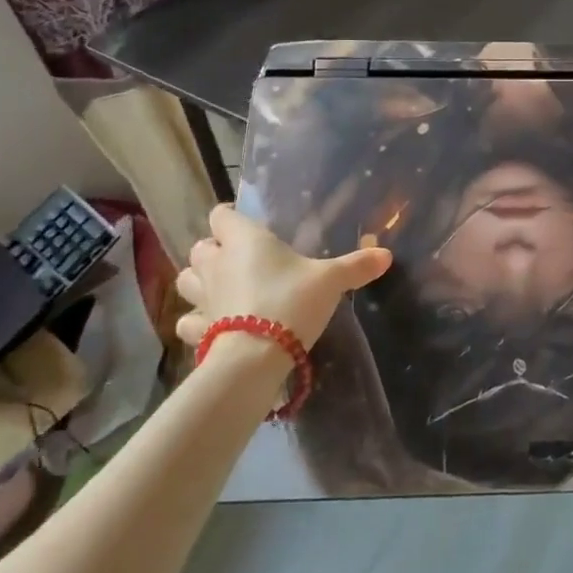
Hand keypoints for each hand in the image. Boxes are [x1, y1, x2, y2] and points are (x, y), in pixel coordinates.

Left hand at [174, 204, 392, 352]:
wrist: (255, 358)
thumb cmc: (291, 302)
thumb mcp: (331, 281)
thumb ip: (356, 266)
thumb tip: (387, 254)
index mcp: (244, 240)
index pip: (221, 215)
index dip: (230, 218)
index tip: (244, 224)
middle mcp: (217, 263)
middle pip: (200, 246)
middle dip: (214, 250)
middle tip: (238, 258)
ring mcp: (202, 297)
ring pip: (186, 280)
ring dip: (198, 281)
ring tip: (221, 288)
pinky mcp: (197, 331)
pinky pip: (189, 321)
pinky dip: (197, 321)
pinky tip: (212, 326)